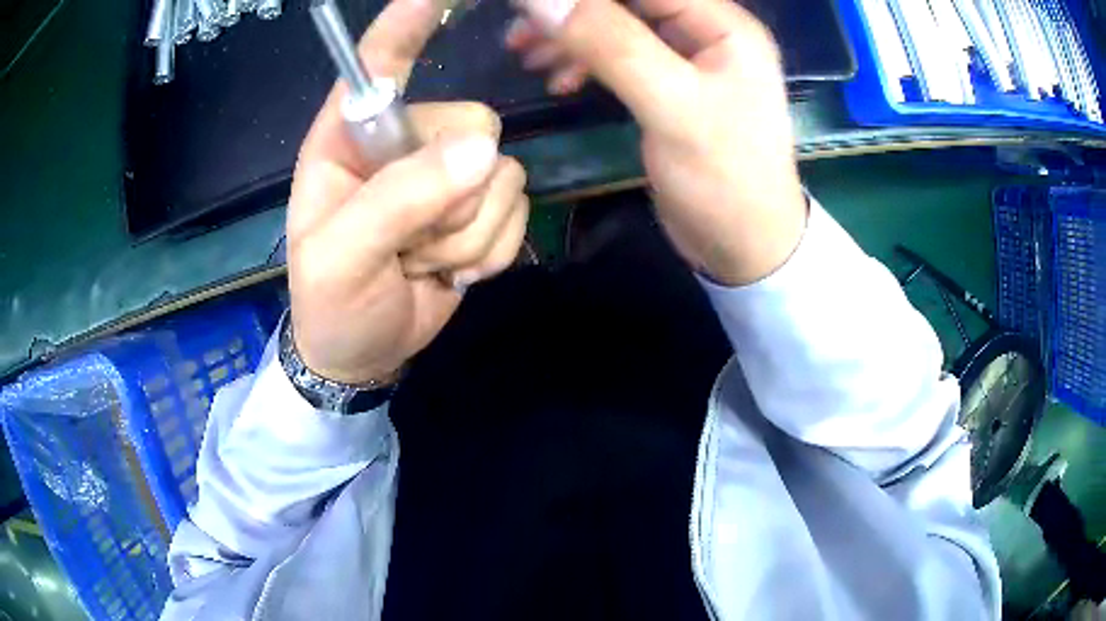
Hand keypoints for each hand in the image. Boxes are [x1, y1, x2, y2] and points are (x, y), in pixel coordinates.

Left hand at [287, 0, 528, 384]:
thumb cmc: (331, 304)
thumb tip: (483, 151)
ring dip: (468, 236)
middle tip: (409, 246)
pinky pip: (518, 209)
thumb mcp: (341, 259)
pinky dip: (490, 250)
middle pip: (473, 125)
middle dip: (450, 201)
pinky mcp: (481, 205)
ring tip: (423, 263)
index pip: (379, 65)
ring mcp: (448, 172)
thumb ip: (399, 199)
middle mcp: (405, 142)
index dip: (407, 26)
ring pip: (502, 176)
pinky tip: (451, 268)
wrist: (364, 352)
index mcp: (350, 139)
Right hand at [507, 0, 806, 284]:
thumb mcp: (671, 106)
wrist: (745, 247)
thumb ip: (611, 45)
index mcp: (723, 25)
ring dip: (572, 37)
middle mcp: (707, 32)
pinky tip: (559, 81)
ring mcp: (688, 61)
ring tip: (527, 56)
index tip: (531, 5)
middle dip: (574, 12)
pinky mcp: (669, 88)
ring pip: (618, 28)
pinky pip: (620, 58)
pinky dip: (585, 63)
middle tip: (520, 31)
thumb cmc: (724, 178)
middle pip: (630, 4)